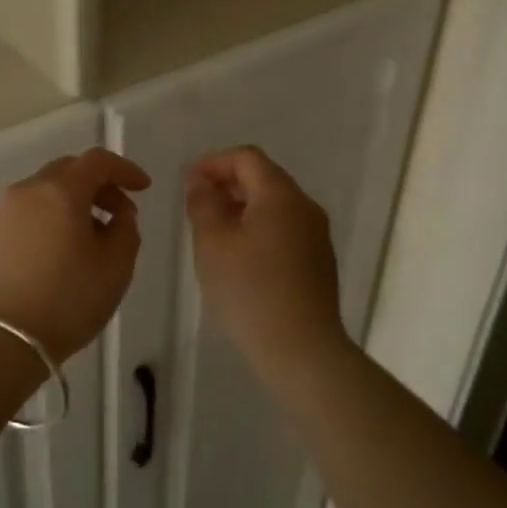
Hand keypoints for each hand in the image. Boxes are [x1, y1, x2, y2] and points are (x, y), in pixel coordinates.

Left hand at [0, 147, 151, 362]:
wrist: (3, 340)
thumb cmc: (69, 300)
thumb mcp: (117, 266)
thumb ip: (126, 228)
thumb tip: (117, 214)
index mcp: (61, 191)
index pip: (98, 161)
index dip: (125, 169)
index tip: (142, 187)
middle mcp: (26, 190)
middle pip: (67, 171)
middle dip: (96, 185)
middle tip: (116, 213)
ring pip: (41, 192)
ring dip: (67, 203)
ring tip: (83, 237)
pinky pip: (20, 215)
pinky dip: (42, 221)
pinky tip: (49, 252)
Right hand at [186, 146, 346, 381]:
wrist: (301, 349)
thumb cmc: (250, 290)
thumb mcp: (212, 243)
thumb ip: (203, 204)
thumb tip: (199, 182)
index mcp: (280, 194)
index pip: (246, 157)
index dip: (214, 163)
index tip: (188, 183)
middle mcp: (305, 206)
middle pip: (263, 178)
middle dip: (227, 184)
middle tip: (196, 207)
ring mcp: (316, 234)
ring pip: (275, 205)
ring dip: (242, 208)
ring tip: (213, 232)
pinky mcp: (319, 260)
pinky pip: (285, 228)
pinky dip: (259, 228)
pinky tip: (239, 257)